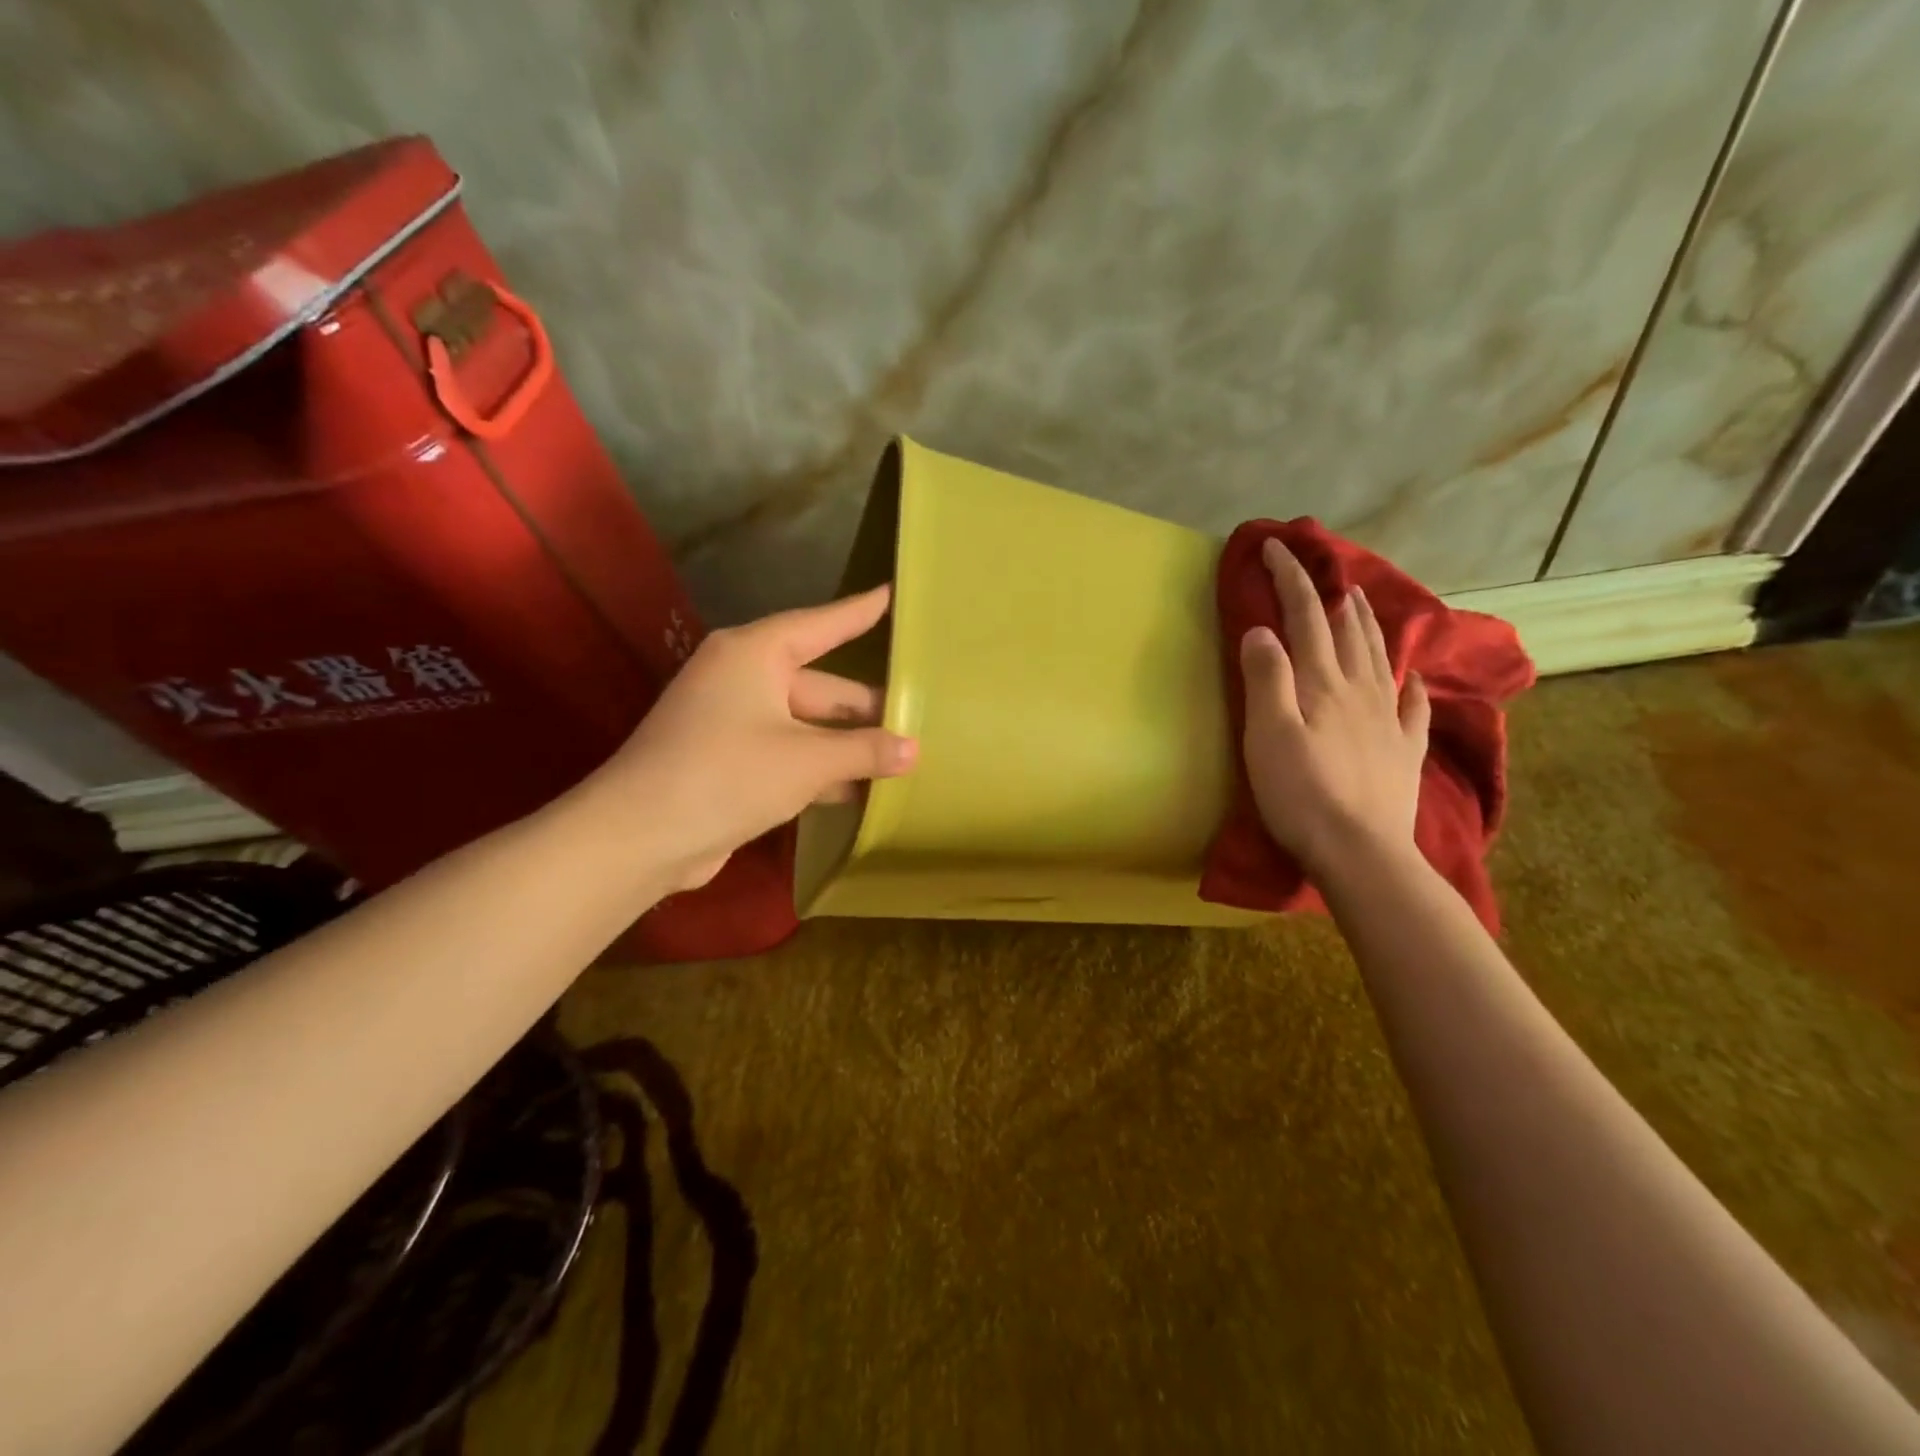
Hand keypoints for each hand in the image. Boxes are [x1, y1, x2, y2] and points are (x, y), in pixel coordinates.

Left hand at [592, 586, 916, 891]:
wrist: (640, 836)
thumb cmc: (727, 774)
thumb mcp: (806, 761)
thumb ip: (864, 751)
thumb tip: (914, 750)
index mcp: (755, 654)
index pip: (820, 624)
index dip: (859, 612)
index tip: (891, 594)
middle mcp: (742, 678)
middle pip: (819, 684)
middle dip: (865, 706)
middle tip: (919, 714)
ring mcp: (732, 722)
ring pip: (806, 725)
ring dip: (847, 745)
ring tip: (903, 756)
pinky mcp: (729, 761)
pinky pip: (789, 754)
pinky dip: (821, 770)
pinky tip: (860, 789)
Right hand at [1239, 538, 1429, 876]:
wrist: (1360, 852)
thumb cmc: (1301, 794)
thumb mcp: (1269, 734)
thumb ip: (1265, 678)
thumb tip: (1262, 630)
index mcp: (1322, 683)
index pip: (1305, 617)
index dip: (1290, 579)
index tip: (1275, 546)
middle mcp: (1359, 691)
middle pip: (1346, 631)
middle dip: (1329, 594)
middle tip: (1322, 569)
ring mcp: (1386, 721)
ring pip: (1379, 659)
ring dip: (1367, 625)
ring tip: (1360, 601)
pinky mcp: (1401, 752)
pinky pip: (1412, 708)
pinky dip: (1412, 685)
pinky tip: (1414, 676)